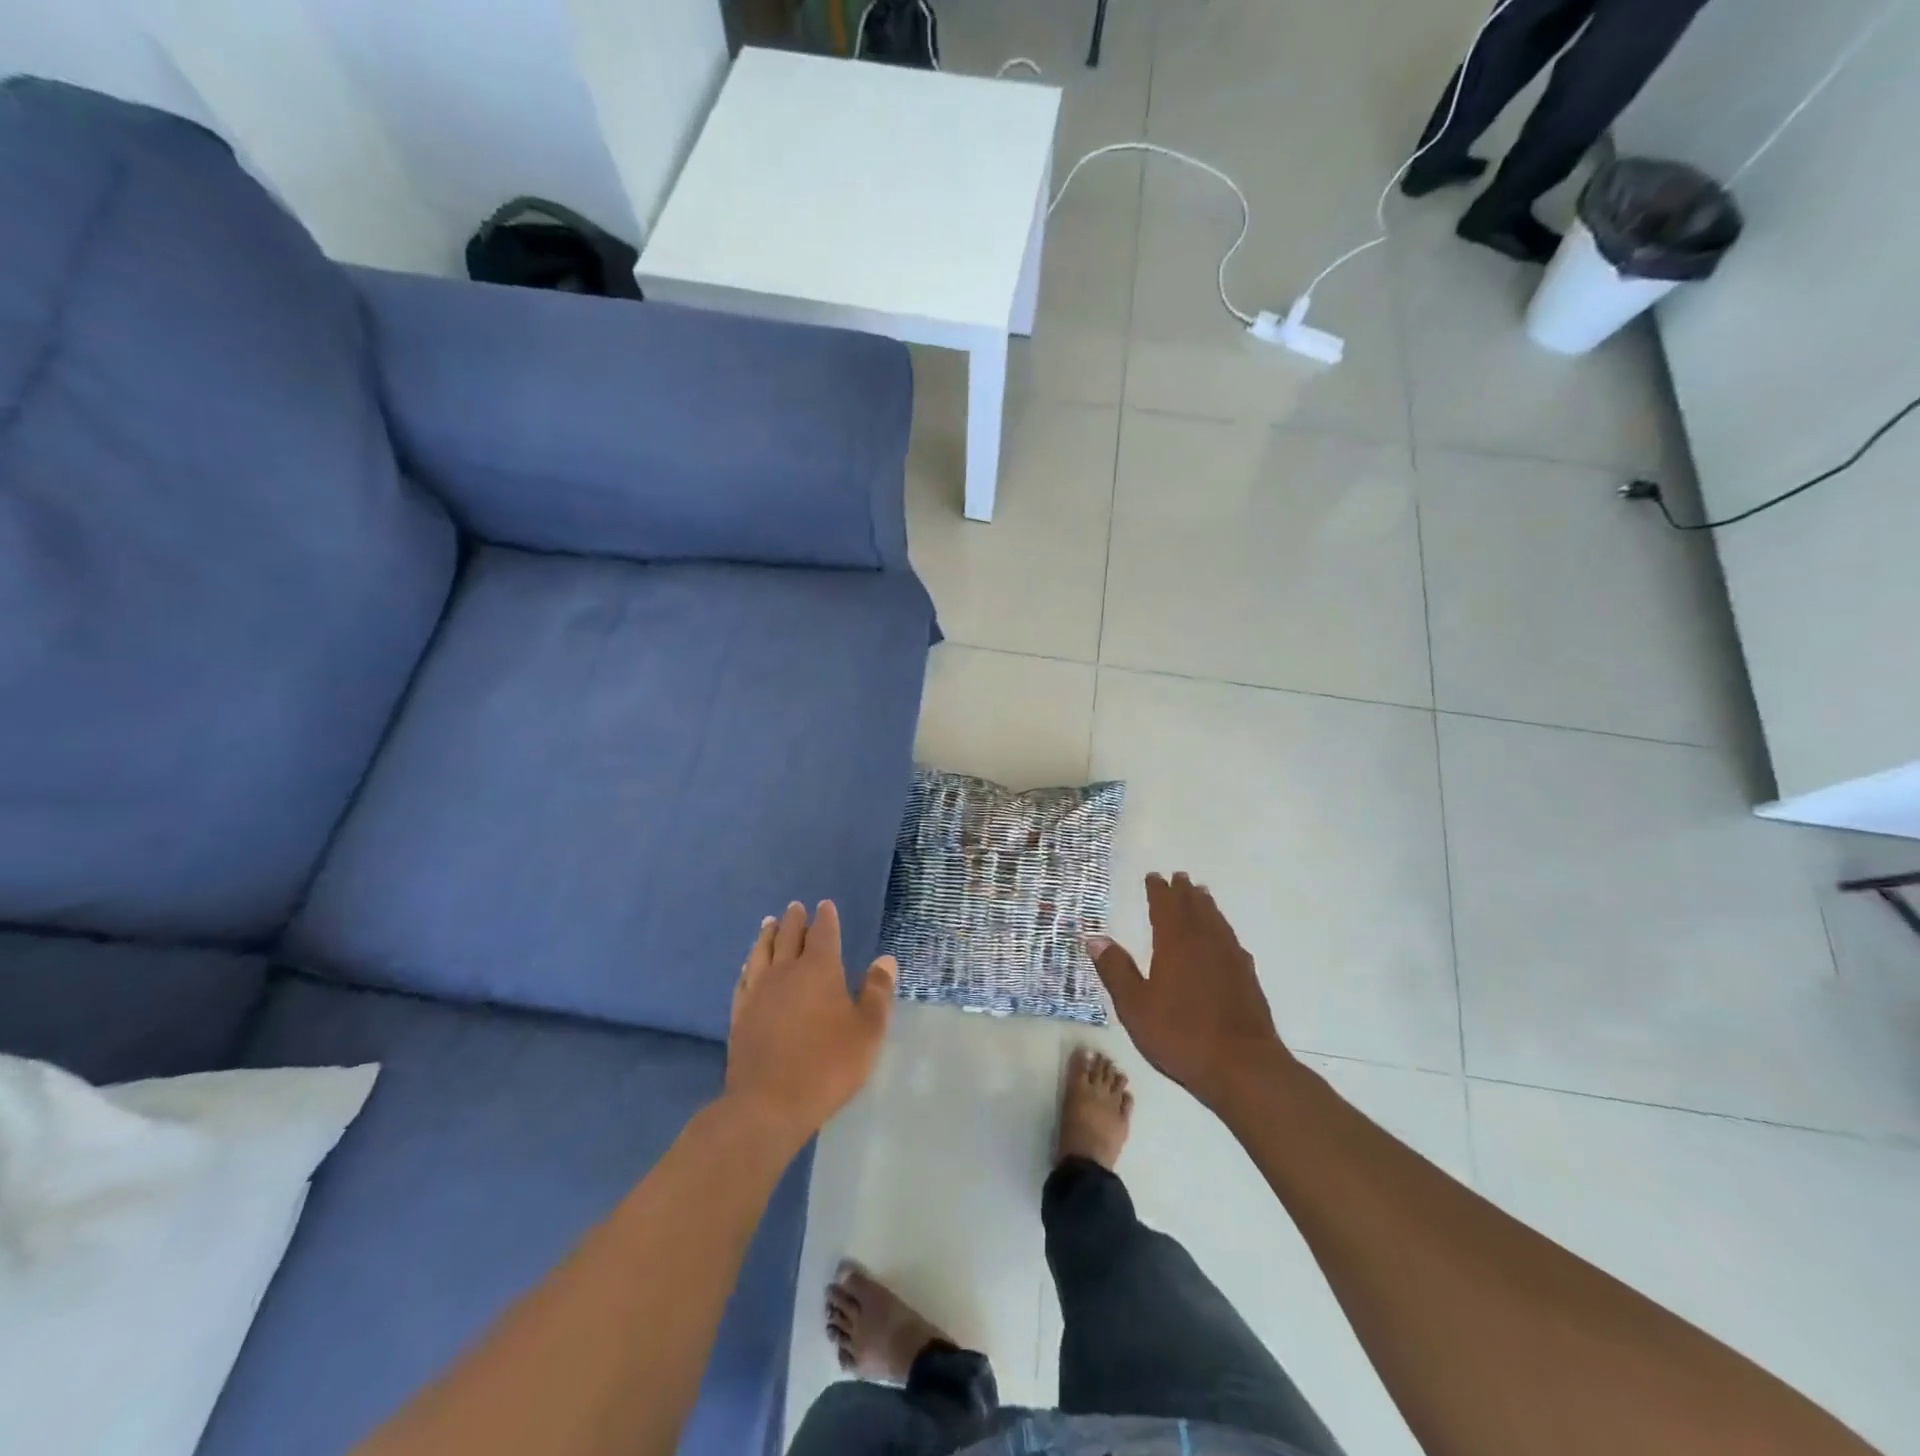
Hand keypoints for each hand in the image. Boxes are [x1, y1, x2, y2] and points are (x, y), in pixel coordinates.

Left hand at [726, 900, 894, 1143]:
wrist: (768, 1103)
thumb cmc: (827, 1064)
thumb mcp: (867, 1031)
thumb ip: (877, 992)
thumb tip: (885, 959)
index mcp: (819, 970)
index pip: (823, 933)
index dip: (825, 918)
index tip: (824, 905)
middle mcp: (786, 971)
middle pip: (789, 936)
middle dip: (795, 920)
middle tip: (795, 907)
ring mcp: (758, 991)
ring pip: (762, 952)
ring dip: (767, 935)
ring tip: (769, 923)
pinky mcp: (740, 1013)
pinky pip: (744, 978)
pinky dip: (749, 964)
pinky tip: (749, 965)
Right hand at [1088, 872, 1291, 1109]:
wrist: (1243, 1067)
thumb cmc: (1181, 1035)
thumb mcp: (1135, 1007)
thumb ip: (1116, 970)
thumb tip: (1094, 938)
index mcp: (1176, 944)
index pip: (1165, 907)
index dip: (1158, 890)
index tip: (1154, 877)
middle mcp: (1205, 943)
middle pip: (1195, 908)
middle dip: (1184, 892)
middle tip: (1179, 877)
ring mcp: (1231, 960)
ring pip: (1217, 922)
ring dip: (1206, 906)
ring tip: (1202, 895)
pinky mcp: (1248, 979)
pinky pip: (1232, 941)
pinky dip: (1223, 930)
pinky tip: (1225, 939)